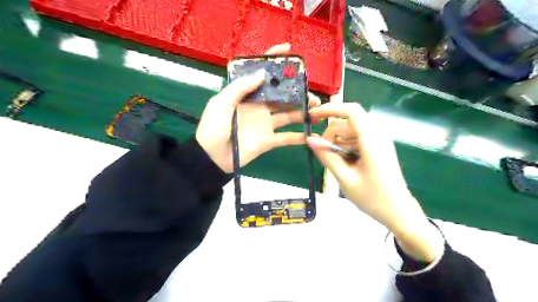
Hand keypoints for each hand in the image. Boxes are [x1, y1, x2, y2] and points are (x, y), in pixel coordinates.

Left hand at [197, 44, 318, 173]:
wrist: (212, 157)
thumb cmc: (213, 128)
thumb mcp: (221, 103)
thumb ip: (239, 88)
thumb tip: (261, 73)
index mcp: (247, 95)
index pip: (261, 74)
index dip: (274, 61)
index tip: (289, 50)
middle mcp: (259, 107)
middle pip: (282, 96)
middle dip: (298, 92)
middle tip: (311, 93)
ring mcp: (266, 124)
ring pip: (289, 115)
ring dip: (304, 112)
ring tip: (317, 110)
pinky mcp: (269, 140)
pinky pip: (286, 138)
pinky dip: (299, 137)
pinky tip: (311, 134)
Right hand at [309, 103, 438, 260]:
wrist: (398, 211)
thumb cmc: (372, 198)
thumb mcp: (345, 178)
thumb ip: (327, 157)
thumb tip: (310, 139)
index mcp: (371, 141)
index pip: (351, 111)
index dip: (330, 109)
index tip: (313, 116)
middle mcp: (377, 135)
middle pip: (348, 122)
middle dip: (332, 134)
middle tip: (324, 154)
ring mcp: (379, 140)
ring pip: (351, 130)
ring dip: (338, 142)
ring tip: (336, 162)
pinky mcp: (378, 146)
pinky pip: (357, 138)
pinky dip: (346, 146)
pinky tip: (345, 162)